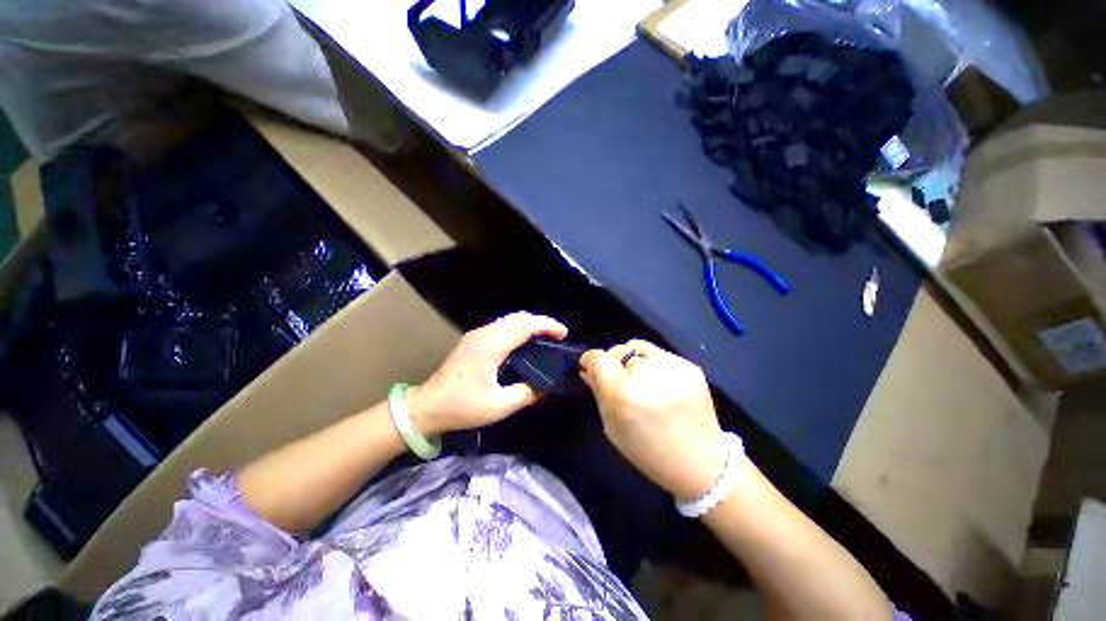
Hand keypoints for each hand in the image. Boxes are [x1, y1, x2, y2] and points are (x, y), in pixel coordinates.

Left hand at [409, 312, 567, 435]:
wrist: (426, 407)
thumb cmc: (462, 407)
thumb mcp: (499, 406)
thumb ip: (527, 393)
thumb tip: (547, 386)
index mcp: (491, 345)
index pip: (525, 325)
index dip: (547, 325)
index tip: (564, 334)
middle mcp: (485, 333)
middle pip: (518, 317)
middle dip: (541, 322)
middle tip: (558, 335)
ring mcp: (477, 334)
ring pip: (510, 319)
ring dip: (530, 324)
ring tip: (546, 337)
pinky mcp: (474, 339)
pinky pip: (502, 325)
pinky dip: (519, 328)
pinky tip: (525, 342)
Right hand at [580, 340, 727, 501]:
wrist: (701, 462)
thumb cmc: (648, 451)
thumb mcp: (612, 427)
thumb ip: (598, 393)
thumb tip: (587, 369)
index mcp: (624, 394)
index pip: (598, 358)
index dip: (591, 360)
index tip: (590, 367)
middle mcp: (647, 374)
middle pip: (618, 351)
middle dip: (614, 364)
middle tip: (620, 381)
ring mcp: (671, 367)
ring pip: (637, 347)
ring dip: (633, 360)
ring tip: (641, 378)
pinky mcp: (689, 365)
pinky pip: (659, 353)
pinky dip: (653, 363)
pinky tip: (660, 382)